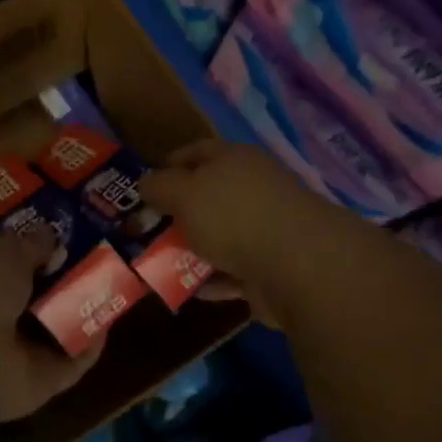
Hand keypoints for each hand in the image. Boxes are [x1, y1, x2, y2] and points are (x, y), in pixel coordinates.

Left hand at [0, 227, 103, 423]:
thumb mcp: (5, 252)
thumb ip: (31, 245)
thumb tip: (51, 237)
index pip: (11, 263)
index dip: (38, 249)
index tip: (68, 235)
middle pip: (39, 296)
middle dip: (67, 278)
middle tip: (101, 257)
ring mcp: (19, 351)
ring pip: (58, 328)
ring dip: (83, 310)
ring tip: (116, 283)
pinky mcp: (42, 381)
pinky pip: (73, 361)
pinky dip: (91, 345)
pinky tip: (111, 321)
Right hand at [140, 140, 323, 290]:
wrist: (298, 265)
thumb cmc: (233, 215)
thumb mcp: (183, 193)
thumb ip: (159, 186)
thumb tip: (145, 182)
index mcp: (235, 159)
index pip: (196, 152)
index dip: (168, 165)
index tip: (144, 188)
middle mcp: (254, 188)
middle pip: (209, 195)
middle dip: (179, 213)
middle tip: (147, 230)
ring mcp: (267, 227)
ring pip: (221, 235)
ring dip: (195, 249)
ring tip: (161, 263)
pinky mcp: (274, 266)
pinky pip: (234, 270)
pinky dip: (213, 279)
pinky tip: (189, 289)